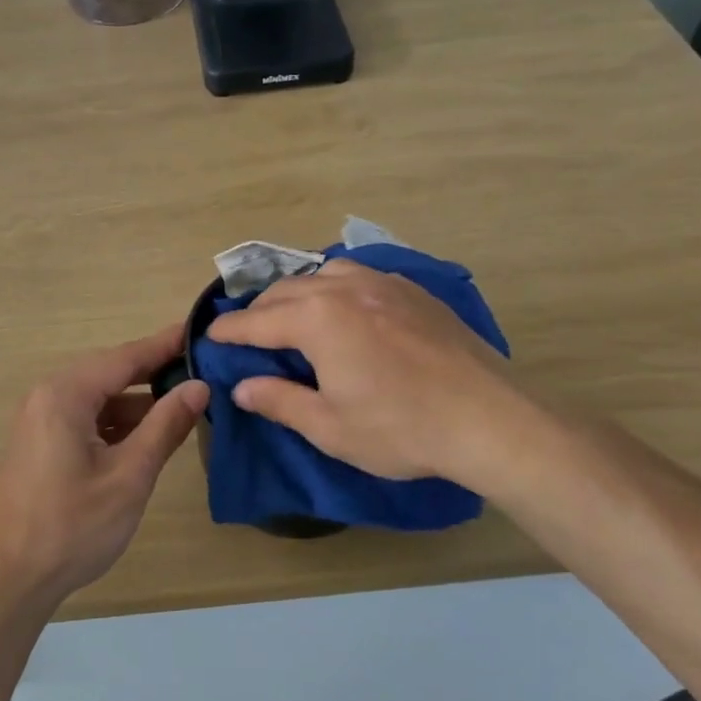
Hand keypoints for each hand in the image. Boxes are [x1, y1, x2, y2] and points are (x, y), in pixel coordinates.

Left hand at [0, 324, 208, 603]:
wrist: (9, 578)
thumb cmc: (72, 526)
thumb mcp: (129, 475)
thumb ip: (165, 426)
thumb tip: (199, 387)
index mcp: (65, 394)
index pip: (125, 357)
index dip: (165, 345)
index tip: (199, 330)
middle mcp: (48, 395)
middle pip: (110, 372)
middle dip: (154, 371)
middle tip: (201, 367)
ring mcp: (40, 419)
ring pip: (99, 397)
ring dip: (137, 401)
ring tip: (184, 402)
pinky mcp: (40, 443)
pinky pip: (85, 417)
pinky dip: (117, 422)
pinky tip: (147, 435)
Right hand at [204, 260, 545, 497]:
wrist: (489, 419)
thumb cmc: (401, 427)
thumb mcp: (329, 427)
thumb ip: (279, 401)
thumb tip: (242, 387)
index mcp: (317, 319)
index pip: (257, 322)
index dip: (230, 331)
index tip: (210, 336)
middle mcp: (344, 288)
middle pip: (286, 291)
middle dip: (261, 311)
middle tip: (249, 335)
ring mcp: (383, 283)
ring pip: (324, 272)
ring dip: (299, 292)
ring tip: (296, 317)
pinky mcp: (413, 291)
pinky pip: (359, 276)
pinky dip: (336, 288)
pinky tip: (346, 310)